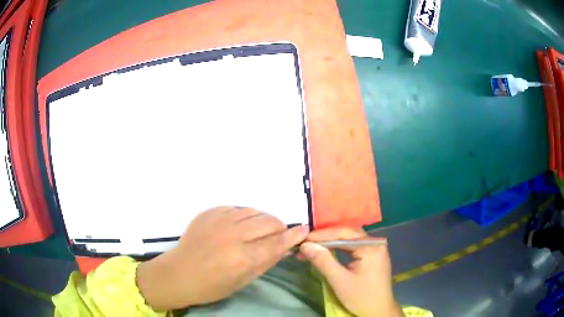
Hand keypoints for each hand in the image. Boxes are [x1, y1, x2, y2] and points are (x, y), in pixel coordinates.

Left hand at [137, 206, 308, 310]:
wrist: (180, 273)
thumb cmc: (213, 285)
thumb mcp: (244, 280)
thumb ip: (267, 261)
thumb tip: (286, 246)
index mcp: (243, 258)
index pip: (277, 242)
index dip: (293, 235)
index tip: (303, 230)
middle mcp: (233, 235)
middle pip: (268, 221)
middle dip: (279, 226)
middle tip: (278, 234)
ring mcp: (219, 220)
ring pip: (254, 211)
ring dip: (262, 219)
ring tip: (259, 230)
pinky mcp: (209, 212)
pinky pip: (236, 208)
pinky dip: (244, 216)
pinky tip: (239, 226)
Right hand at [299, 228, 402, 316]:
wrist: (379, 311)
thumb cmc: (361, 297)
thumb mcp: (339, 280)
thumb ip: (323, 261)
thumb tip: (305, 245)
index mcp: (371, 246)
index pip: (343, 233)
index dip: (321, 235)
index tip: (302, 239)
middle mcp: (375, 242)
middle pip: (347, 234)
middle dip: (325, 238)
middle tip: (305, 242)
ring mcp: (375, 248)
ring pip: (349, 240)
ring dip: (331, 243)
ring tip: (312, 246)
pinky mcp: (373, 255)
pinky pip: (353, 247)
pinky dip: (339, 248)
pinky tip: (327, 251)